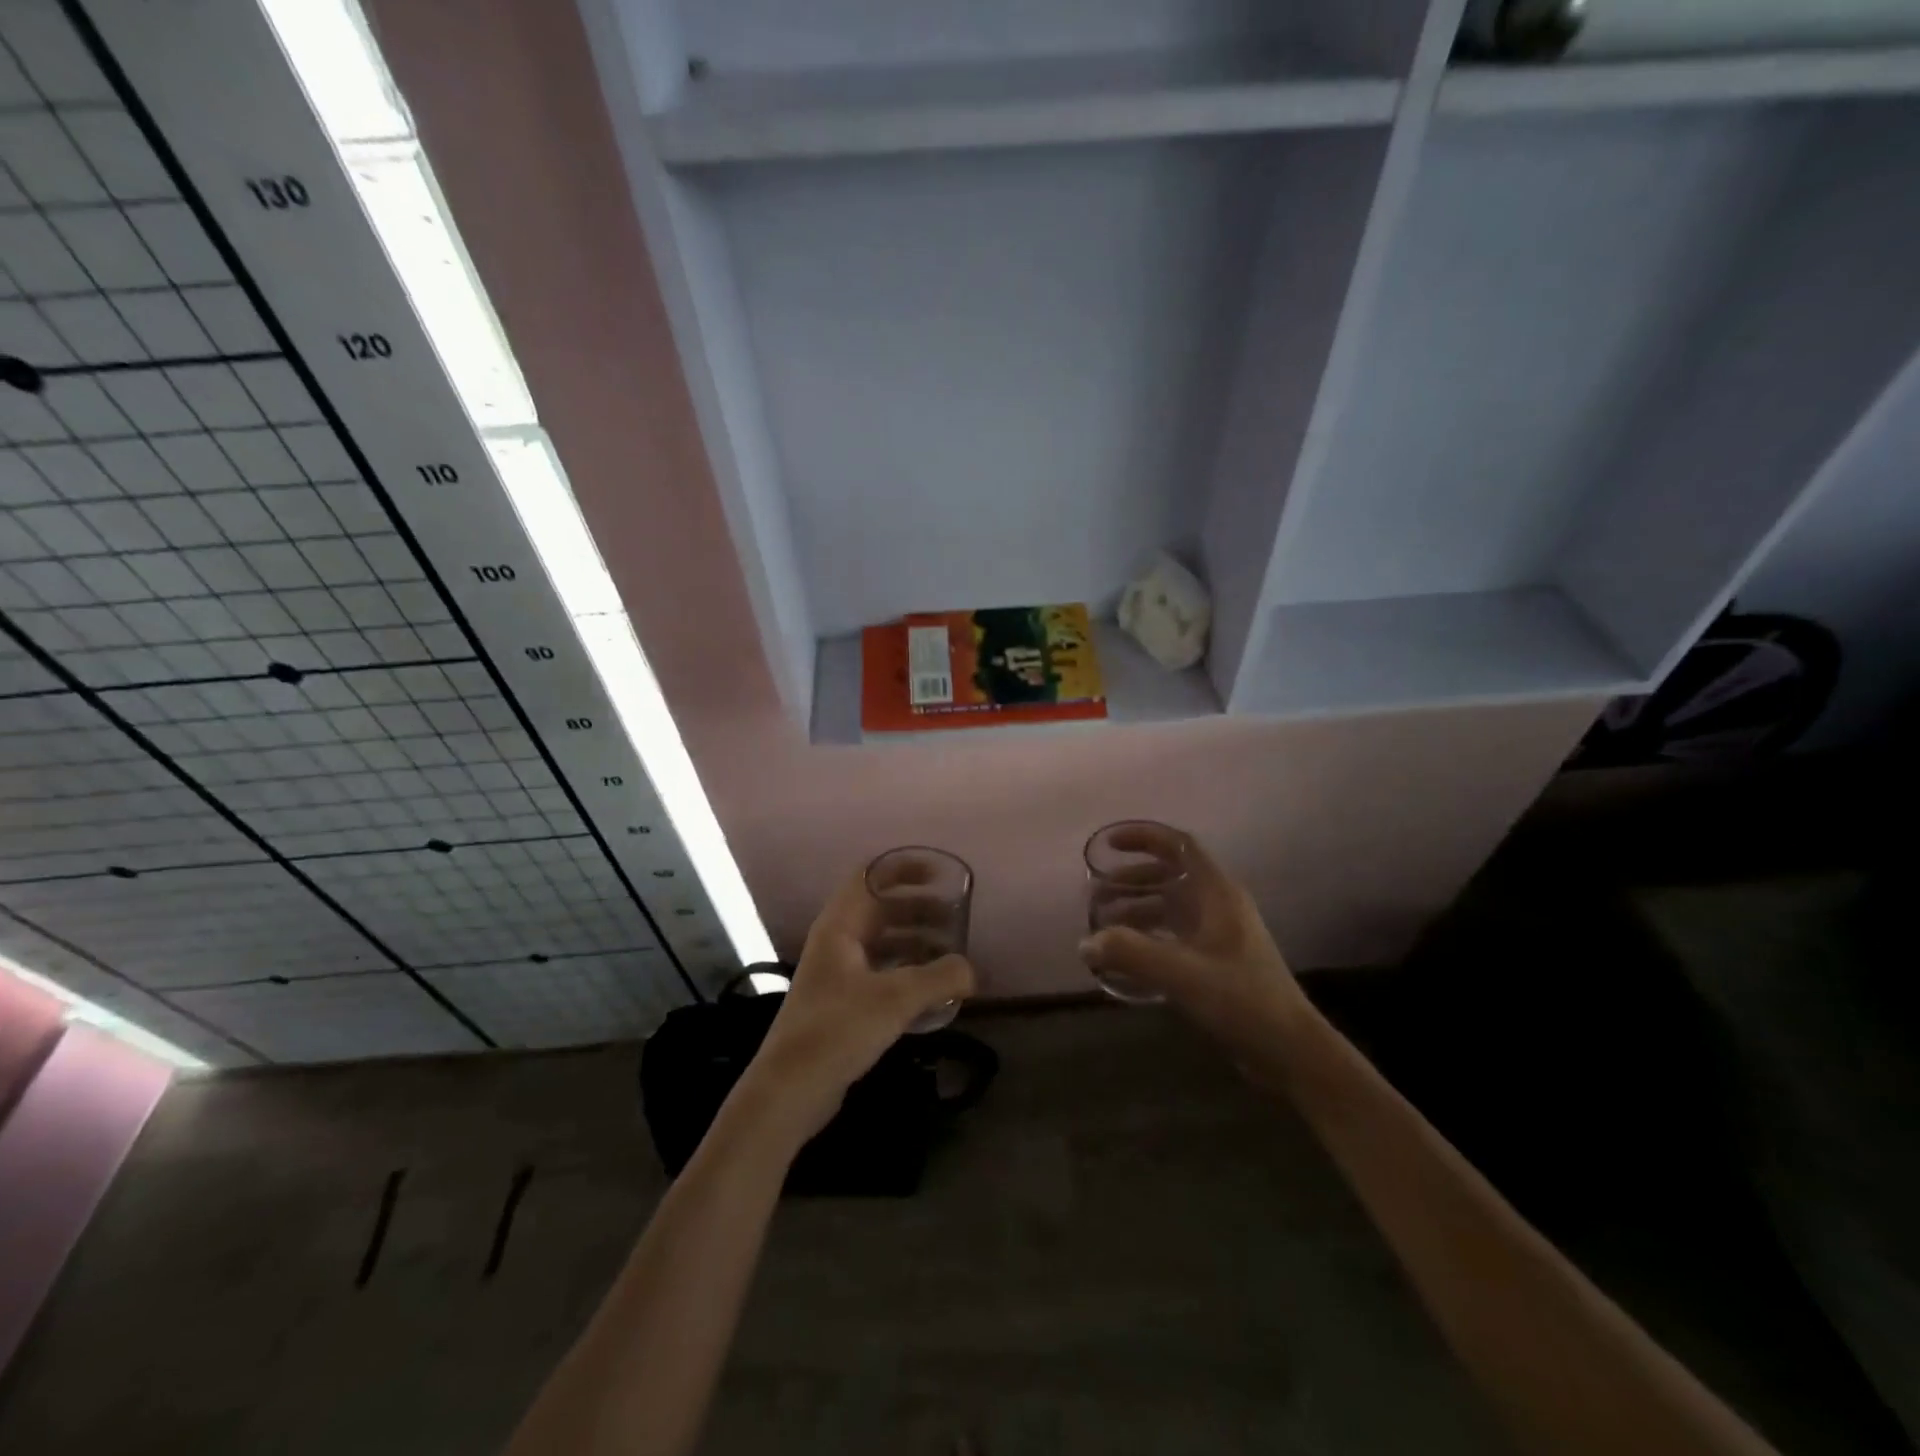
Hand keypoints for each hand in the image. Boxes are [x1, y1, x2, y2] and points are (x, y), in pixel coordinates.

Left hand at [742, 866, 974, 1142]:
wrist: (789, 1089)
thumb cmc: (837, 1029)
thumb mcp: (895, 999)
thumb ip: (939, 978)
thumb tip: (972, 970)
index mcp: (840, 926)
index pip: (871, 876)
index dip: (905, 868)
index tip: (941, 874)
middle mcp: (837, 942)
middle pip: (881, 909)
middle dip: (919, 909)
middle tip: (957, 919)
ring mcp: (838, 973)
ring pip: (883, 943)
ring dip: (916, 942)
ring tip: (951, 955)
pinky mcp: (843, 1003)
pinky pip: (881, 972)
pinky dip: (907, 972)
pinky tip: (932, 991)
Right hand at [1078, 824, 1306, 1050]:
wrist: (1290, 1051)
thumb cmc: (1241, 1000)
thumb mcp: (1182, 974)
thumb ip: (1131, 954)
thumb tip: (1085, 943)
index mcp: (1217, 894)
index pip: (1179, 846)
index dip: (1144, 836)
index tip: (1109, 844)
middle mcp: (1219, 906)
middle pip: (1170, 876)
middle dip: (1131, 880)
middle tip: (1096, 895)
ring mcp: (1220, 934)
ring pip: (1172, 907)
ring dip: (1137, 909)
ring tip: (1104, 925)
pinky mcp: (1218, 962)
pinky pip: (1175, 934)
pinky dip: (1148, 936)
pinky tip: (1127, 958)